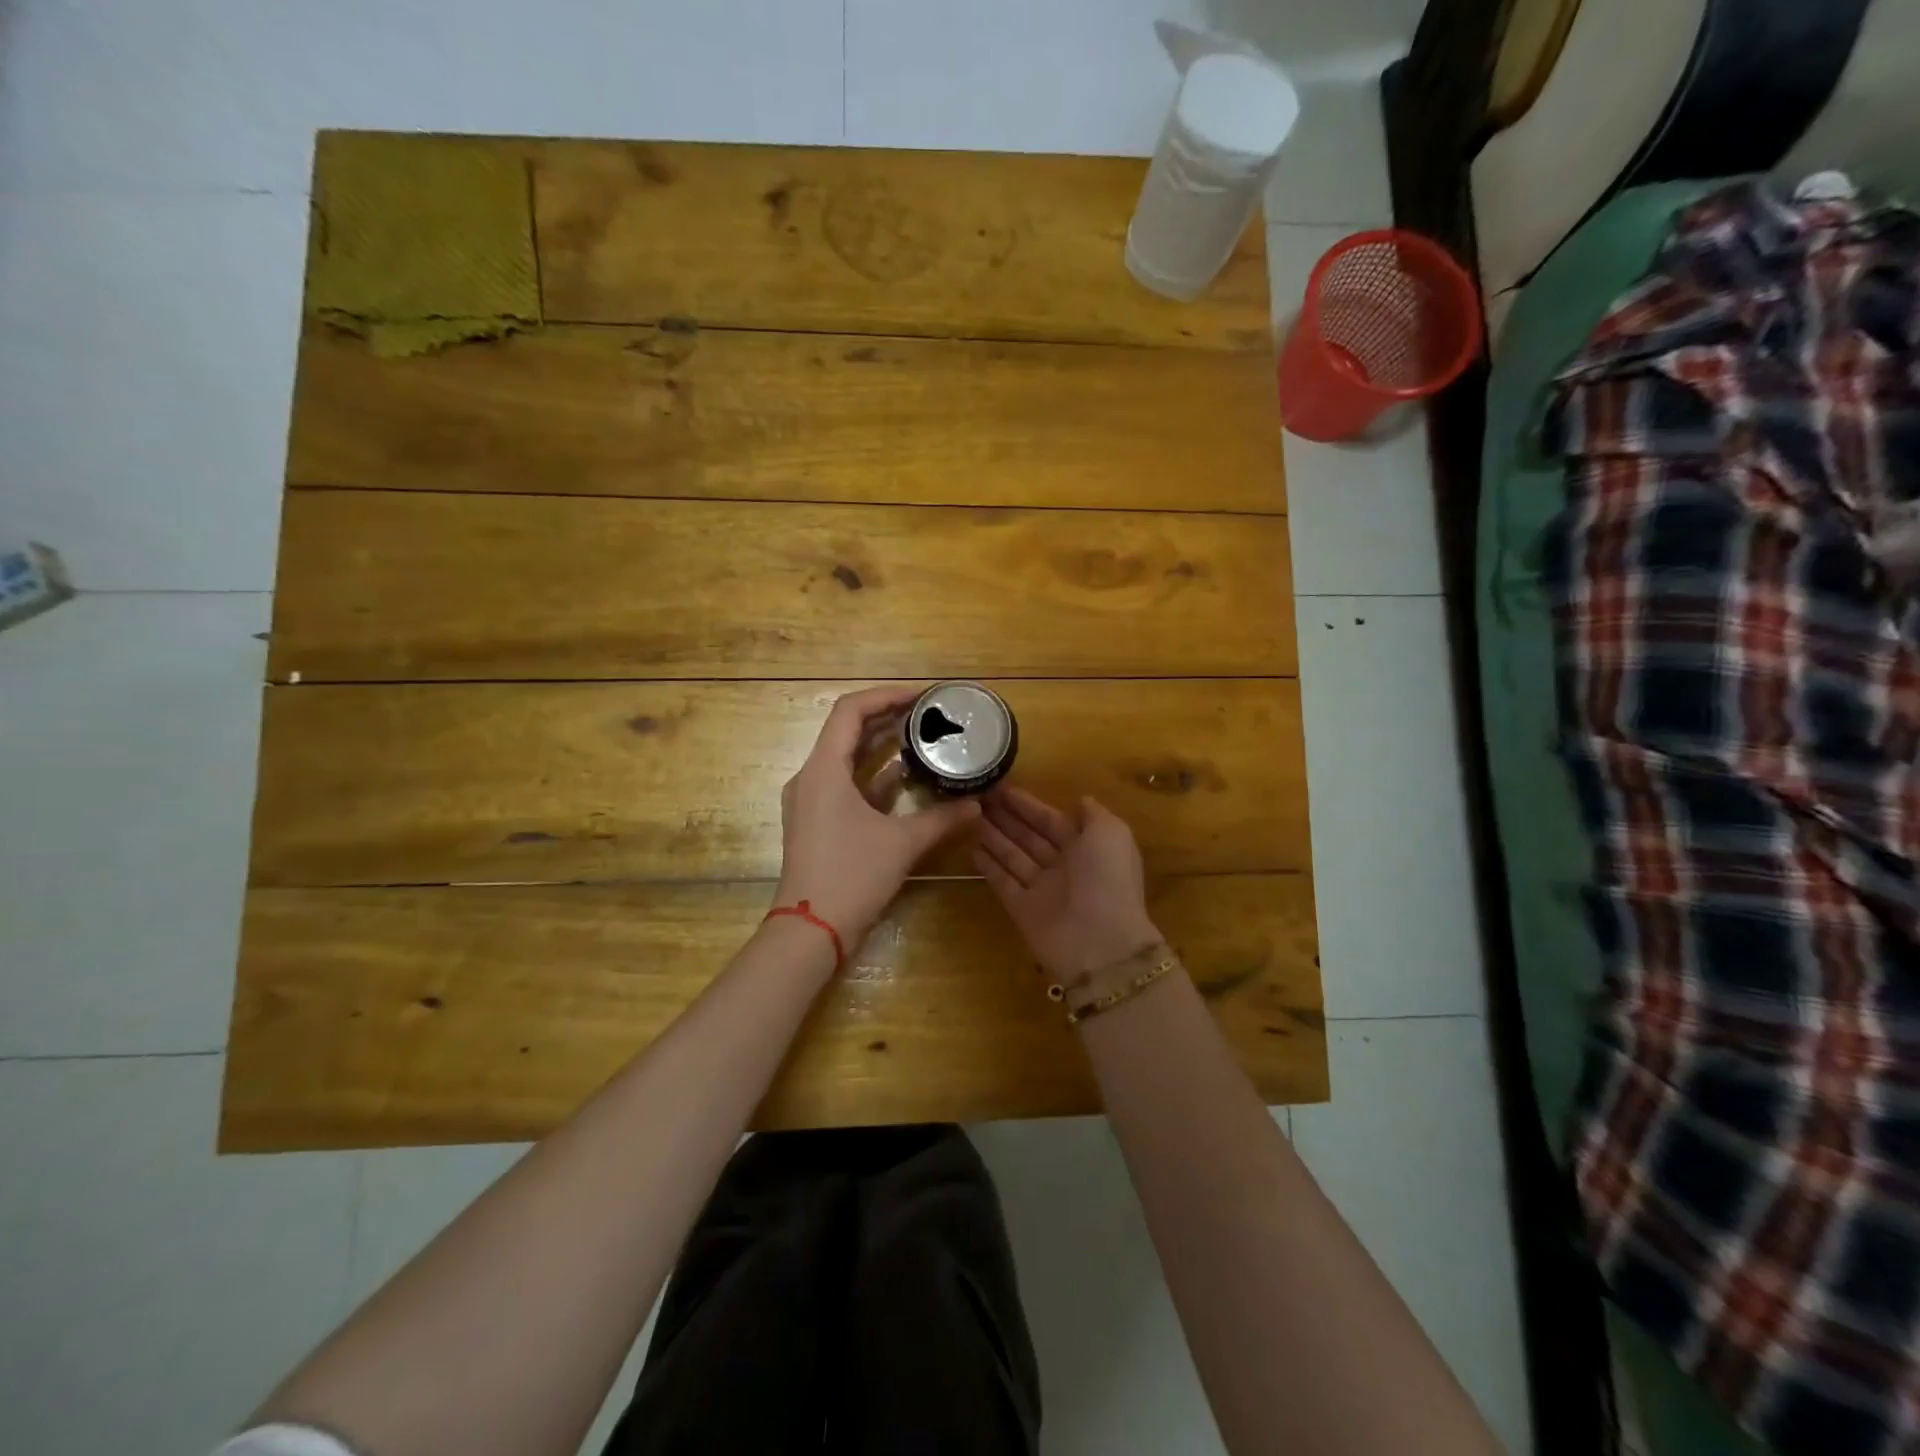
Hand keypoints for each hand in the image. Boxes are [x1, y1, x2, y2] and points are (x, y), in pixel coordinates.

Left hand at [775, 685, 981, 948]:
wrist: (811, 932)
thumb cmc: (852, 877)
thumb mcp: (902, 843)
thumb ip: (941, 818)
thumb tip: (976, 805)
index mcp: (824, 769)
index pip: (850, 710)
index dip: (886, 695)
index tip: (922, 696)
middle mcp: (811, 777)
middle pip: (847, 730)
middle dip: (887, 717)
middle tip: (926, 713)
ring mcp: (811, 801)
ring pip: (846, 758)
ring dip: (880, 746)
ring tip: (920, 737)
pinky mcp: (816, 822)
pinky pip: (845, 784)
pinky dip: (873, 776)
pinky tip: (904, 777)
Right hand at [975, 788, 1163, 984]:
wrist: (1100, 942)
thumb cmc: (1107, 878)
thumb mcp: (1111, 833)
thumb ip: (1094, 814)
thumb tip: (1080, 800)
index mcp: (1087, 847)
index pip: (1051, 820)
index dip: (1028, 805)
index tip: (1002, 787)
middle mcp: (1063, 866)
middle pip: (1030, 837)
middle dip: (1007, 818)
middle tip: (979, 797)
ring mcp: (1042, 889)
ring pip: (1014, 856)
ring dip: (994, 837)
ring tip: (970, 817)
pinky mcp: (1023, 910)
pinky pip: (1003, 882)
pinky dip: (989, 867)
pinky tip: (972, 849)